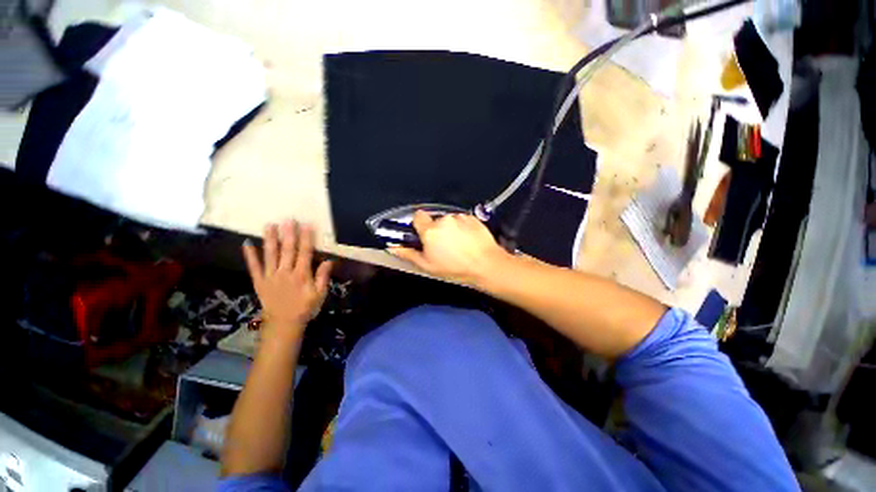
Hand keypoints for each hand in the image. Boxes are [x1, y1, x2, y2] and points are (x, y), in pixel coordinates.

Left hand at [243, 220, 332, 340]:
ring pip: (270, 255)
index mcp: (301, 275)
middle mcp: (285, 272)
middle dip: (288, 234)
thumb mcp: (320, 294)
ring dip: (270, 239)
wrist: (284, 323)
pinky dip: (250, 256)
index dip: (306, 238)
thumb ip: (323, 276)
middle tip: (288, 219)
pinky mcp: (259, 281)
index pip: (305, 253)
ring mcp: (270, 276)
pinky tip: (247, 243)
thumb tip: (329, 260)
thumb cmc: (305, 307)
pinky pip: (254, 267)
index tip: (306, 225)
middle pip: (287, 250)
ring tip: (269, 225)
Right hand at [389, 211, 508, 285]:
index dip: (419, 225)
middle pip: (434, 220)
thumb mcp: (428, 266)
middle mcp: (443, 219)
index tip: (423, 235)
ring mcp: (459, 217)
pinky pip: (462, 220)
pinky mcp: (472, 218)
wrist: (486, 265)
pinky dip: (462, 227)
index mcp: (430, 230)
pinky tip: (468, 240)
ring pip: (449, 220)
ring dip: (450, 228)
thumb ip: (409, 254)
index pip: (417, 216)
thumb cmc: (454, 268)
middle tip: (443, 245)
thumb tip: (393, 248)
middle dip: (436, 229)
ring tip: (458, 244)